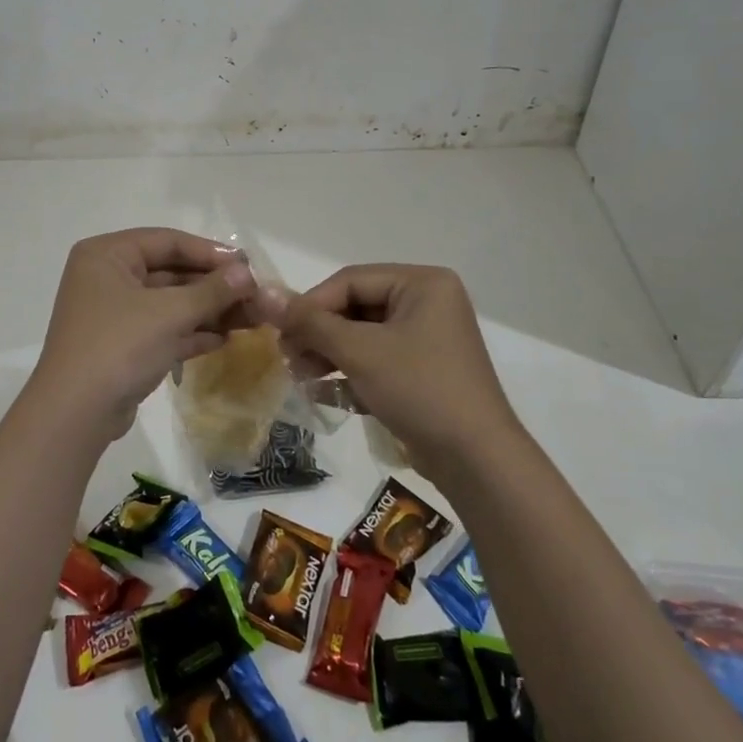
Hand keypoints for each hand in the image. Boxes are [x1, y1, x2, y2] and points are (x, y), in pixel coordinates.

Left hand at [27, 228, 257, 442]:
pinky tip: (225, 338)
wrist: (75, 414)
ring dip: (207, 310)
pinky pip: (162, 328)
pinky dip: (191, 331)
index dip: (210, 252)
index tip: (247, 266)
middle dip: (213, 286)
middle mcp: (107, 276)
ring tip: (250, 318)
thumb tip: (247, 274)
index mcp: (107, 254)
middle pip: (170, 271)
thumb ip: (211, 290)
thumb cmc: (119, 346)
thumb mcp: (170, 313)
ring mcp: (113, 313)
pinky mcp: (121, 345)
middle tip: (253, 295)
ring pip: (169, 302)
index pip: (167, 241)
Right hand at [260, 264, 516, 475]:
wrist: (477, 461)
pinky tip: (320, 394)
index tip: (280, 332)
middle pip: (355, 307)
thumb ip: (310, 322)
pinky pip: (377, 361)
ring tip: (300, 377)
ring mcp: (427, 339)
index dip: (311, 304)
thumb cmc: (419, 389)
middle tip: (288, 357)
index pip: (351, 280)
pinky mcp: (423, 372)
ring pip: (363, 336)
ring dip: (328, 355)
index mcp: (423, 283)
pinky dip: (349, 373)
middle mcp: (427, 303)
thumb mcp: (360, 352)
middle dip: (319, 334)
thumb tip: (265, 294)